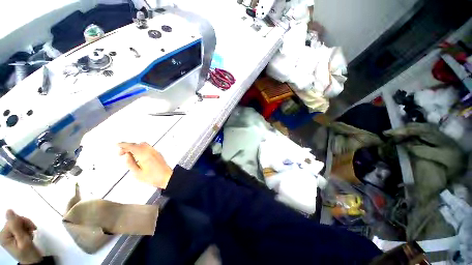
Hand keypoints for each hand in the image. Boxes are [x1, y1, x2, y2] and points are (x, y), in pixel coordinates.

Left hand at [0, 210, 41, 264]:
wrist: (33, 261)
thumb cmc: (29, 252)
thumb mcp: (23, 240)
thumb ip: (15, 226)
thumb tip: (9, 210)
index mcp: (4, 235)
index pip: (13, 221)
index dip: (23, 222)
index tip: (31, 229)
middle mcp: (4, 233)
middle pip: (15, 221)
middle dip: (26, 224)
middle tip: (32, 231)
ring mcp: (9, 235)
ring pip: (19, 223)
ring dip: (27, 226)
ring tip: (31, 234)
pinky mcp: (14, 235)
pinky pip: (20, 226)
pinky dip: (27, 229)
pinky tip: (29, 234)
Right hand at [118, 142, 172, 188]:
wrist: (167, 177)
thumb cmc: (153, 177)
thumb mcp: (137, 173)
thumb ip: (130, 163)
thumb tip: (127, 156)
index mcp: (144, 155)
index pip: (132, 146)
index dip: (123, 145)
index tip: (117, 145)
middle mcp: (150, 151)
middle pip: (137, 144)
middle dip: (128, 146)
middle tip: (121, 152)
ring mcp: (155, 152)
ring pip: (143, 144)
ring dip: (135, 146)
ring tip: (129, 154)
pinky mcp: (158, 153)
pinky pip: (148, 147)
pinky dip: (141, 148)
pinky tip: (138, 154)